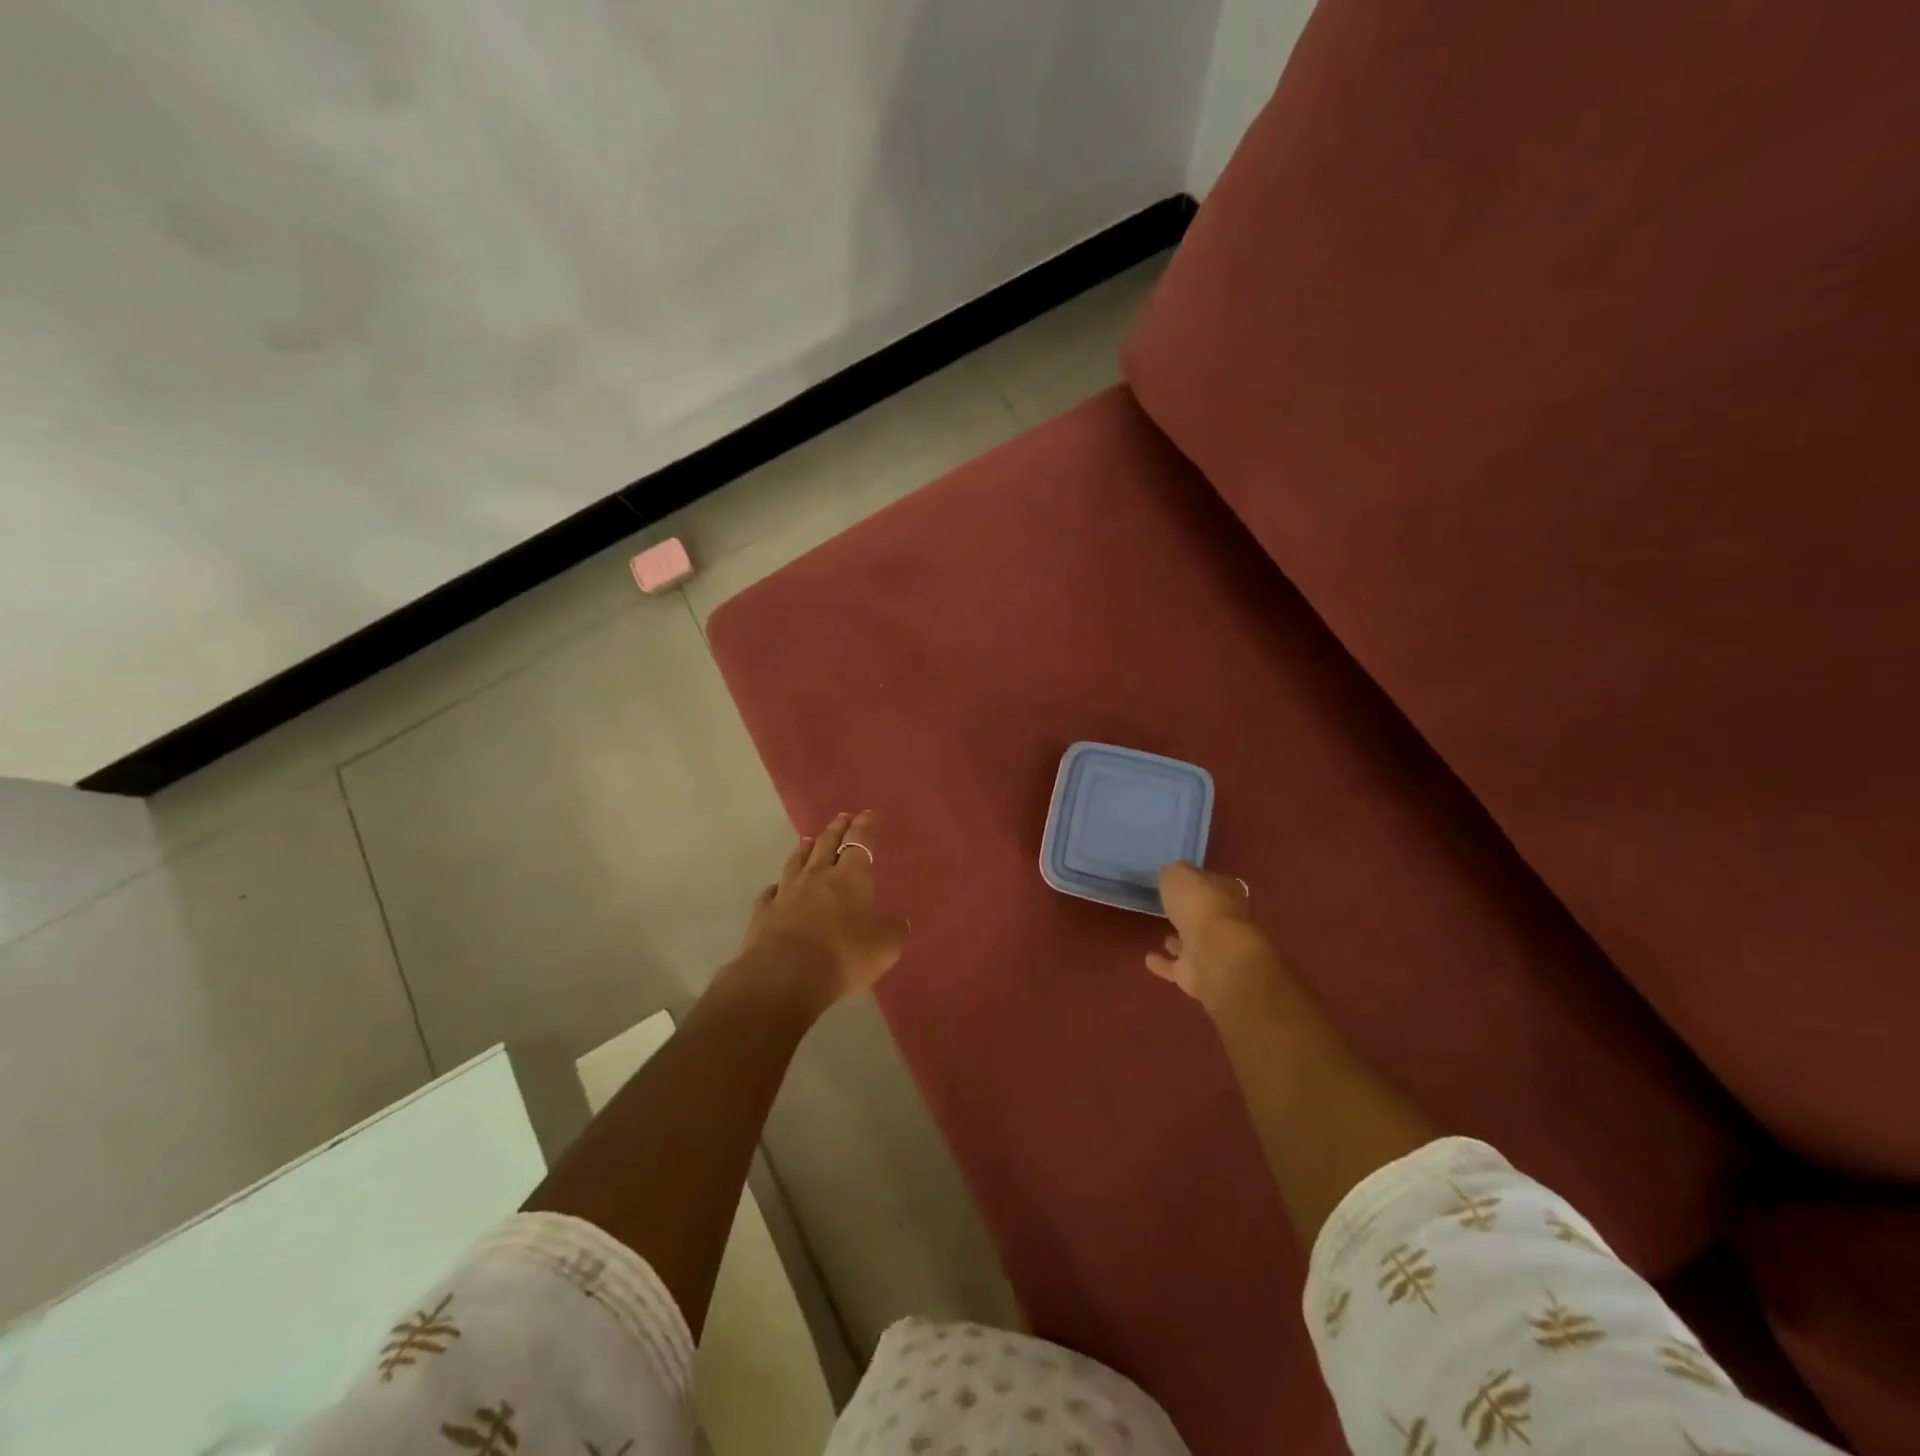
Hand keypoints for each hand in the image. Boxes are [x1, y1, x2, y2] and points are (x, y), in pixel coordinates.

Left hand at [738, 811, 908, 1009]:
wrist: (784, 976)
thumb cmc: (843, 957)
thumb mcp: (883, 949)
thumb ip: (894, 932)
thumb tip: (901, 922)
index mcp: (850, 878)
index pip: (860, 843)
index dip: (865, 828)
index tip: (868, 814)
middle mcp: (817, 877)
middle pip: (827, 845)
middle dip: (837, 830)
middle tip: (842, 817)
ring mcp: (787, 893)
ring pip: (796, 862)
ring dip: (805, 849)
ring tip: (809, 840)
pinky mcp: (764, 913)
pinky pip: (771, 892)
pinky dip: (777, 887)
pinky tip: (777, 887)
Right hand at [1146, 862, 1270, 1008]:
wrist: (1214, 954)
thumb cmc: (1200, 905)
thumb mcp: (1179, 874)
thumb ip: (1173, 874)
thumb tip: (1171, 877)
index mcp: (1225, 893)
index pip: (1212, 884)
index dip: (1197, 882)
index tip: (1180, 882)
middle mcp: (1224, 921)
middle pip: (1205, 914)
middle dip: (1191, 913)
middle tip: (1170, 909)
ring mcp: (1213, 950)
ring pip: (1194, 943)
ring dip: (1180, 941)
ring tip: (1162, 936)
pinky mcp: (1198, 975)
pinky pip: (1177, 967)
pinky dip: (1164, 964)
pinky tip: (1148, 959)